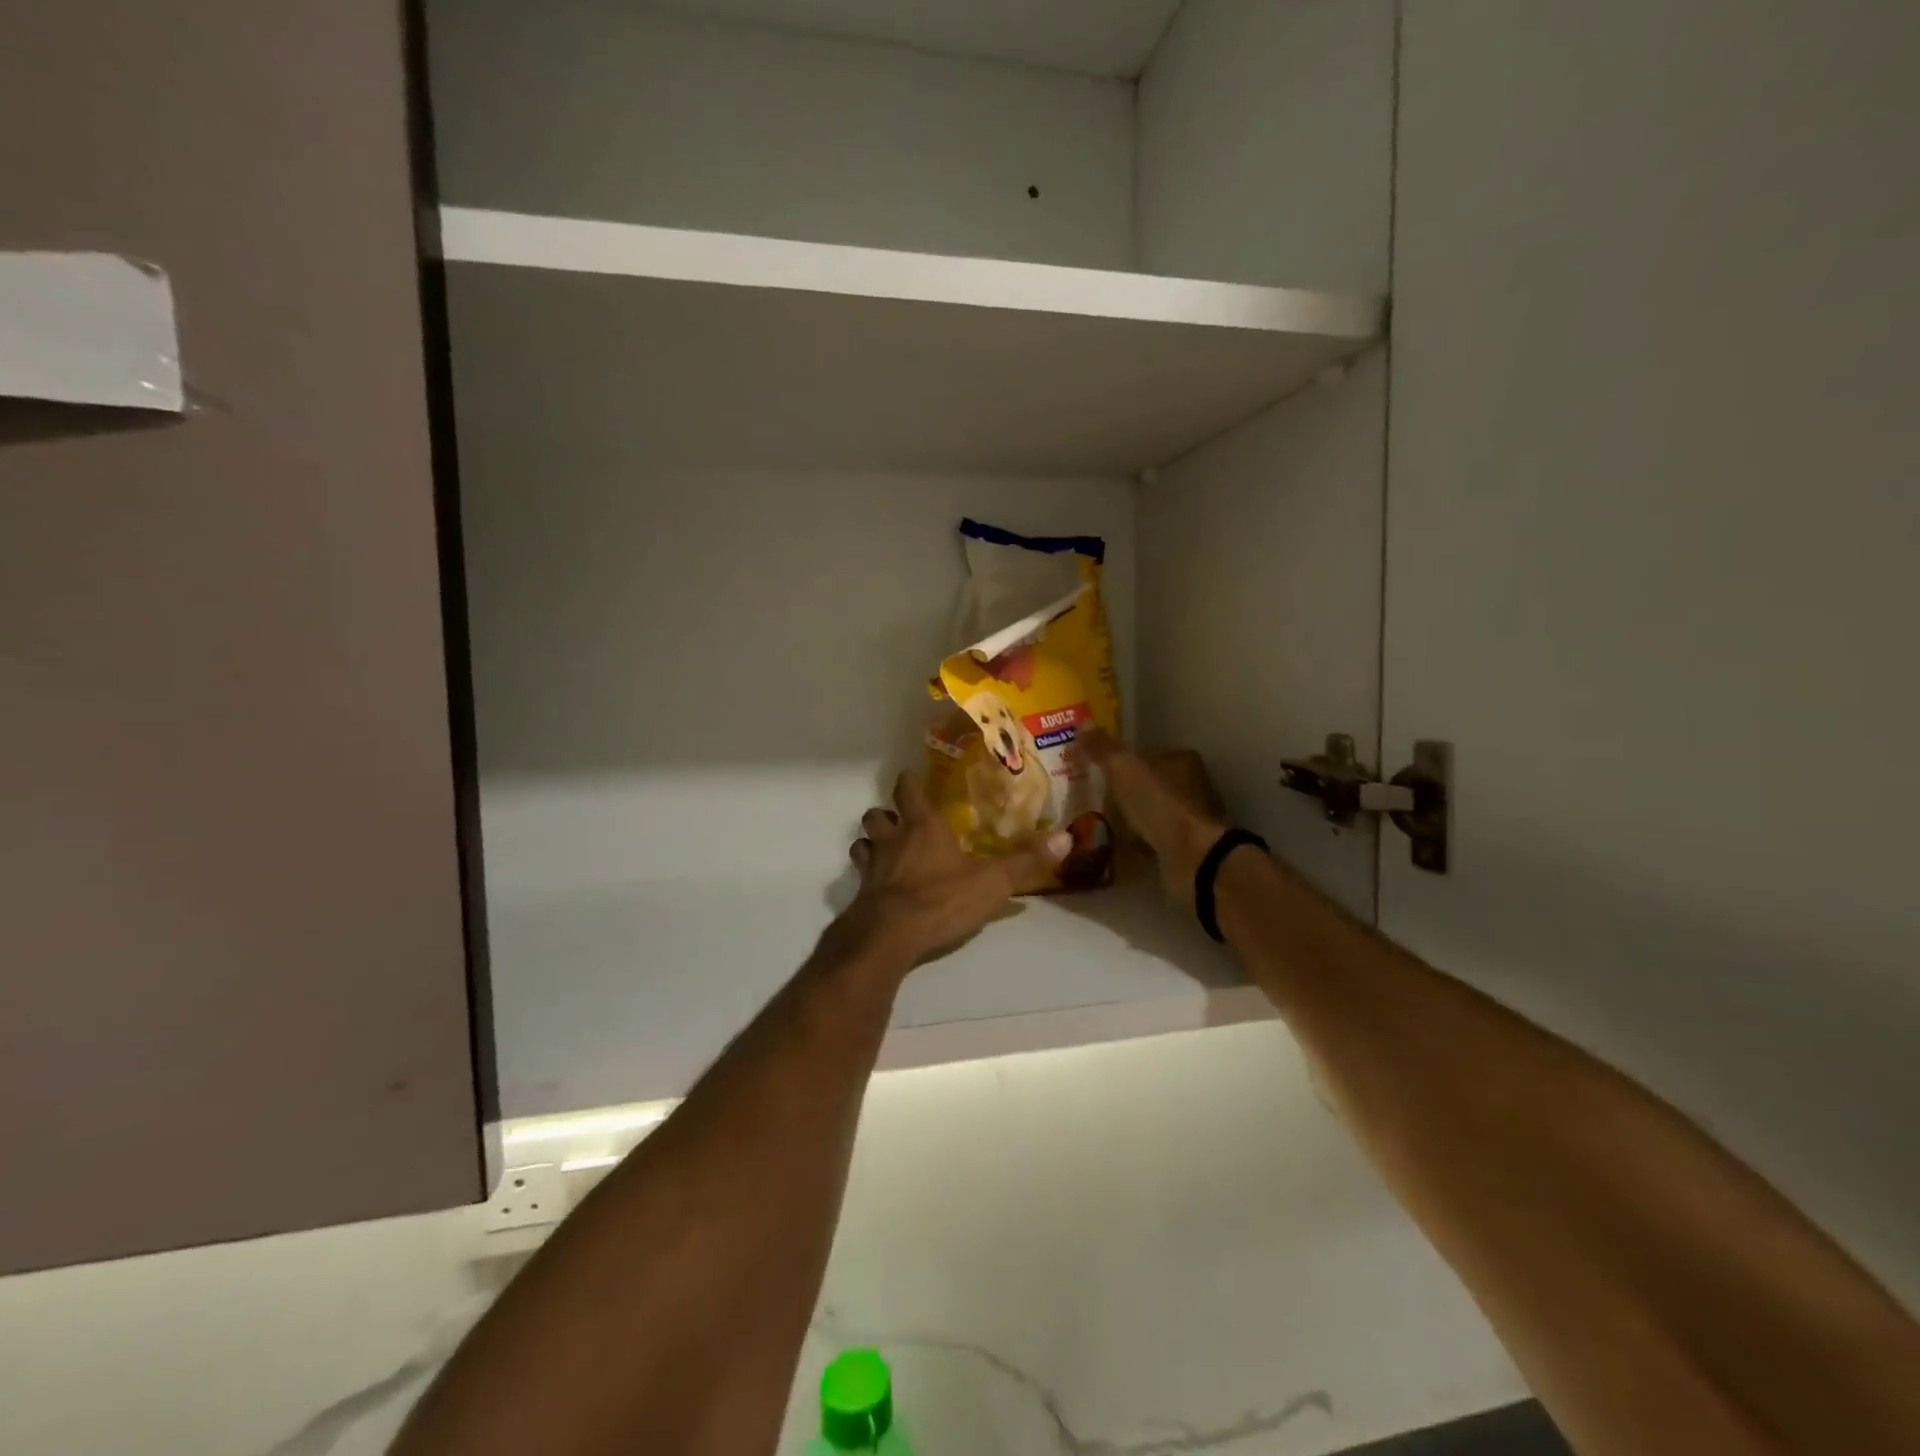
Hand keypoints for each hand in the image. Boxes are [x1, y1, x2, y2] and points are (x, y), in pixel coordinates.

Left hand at [835, 773, 1069, 971]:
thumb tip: (1067, 837)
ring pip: (861, 844)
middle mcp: (892, 841)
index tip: (910, 777)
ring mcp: (871, 868)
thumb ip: (1026, 862)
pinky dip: (867, 880)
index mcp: (923, 828)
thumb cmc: (941, 899)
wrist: (890, 936)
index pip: (908, 791)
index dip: (908, 782)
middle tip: (898, 822)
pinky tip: (880, 891)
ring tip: (884, 854)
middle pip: (876, 816)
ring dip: (870, 845)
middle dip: (884, 815)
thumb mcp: (992, 882)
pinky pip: (859, 879)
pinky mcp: (860, 896)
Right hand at [1078, 729, 1228, 909]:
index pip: (1148, 754)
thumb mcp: (1124, 769)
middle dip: (1126, 792)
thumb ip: (1103, 748)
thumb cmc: (1159, 805)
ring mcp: (1190, 821)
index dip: (1123, 761)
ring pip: (1152, 814)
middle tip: (1093, 799)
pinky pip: (1153, 842)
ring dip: (1131, 820)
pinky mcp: (1186, 850)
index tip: (1098, 771)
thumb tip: (1083, 724)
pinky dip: (1137, 845)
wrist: (1192, 858)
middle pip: (1150, 785)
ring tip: (1098, 825)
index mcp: (1182, 762)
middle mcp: (1192, 787)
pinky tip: (1115, 850)